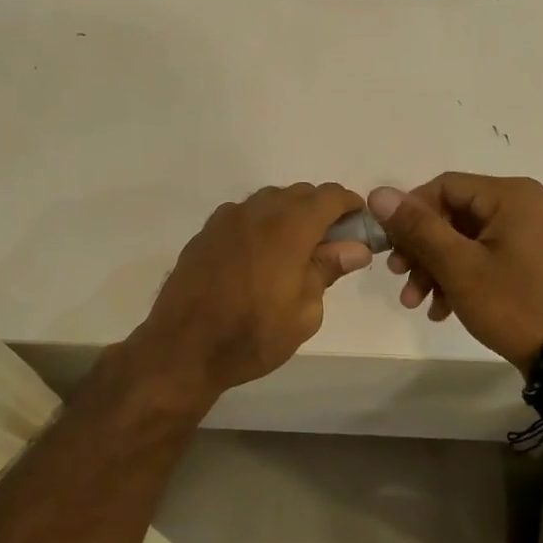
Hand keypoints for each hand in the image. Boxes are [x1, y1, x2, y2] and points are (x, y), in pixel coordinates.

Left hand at [131, 183, 372, 398]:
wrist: (183, 348)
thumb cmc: (253, 336)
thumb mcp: (304, 312)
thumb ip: (327, 270)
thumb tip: (354, 247)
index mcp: (288, 228)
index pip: (328, 196)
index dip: (349, 205)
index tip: (359, 225)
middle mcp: (256, 212)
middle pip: (298, 193)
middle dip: (320, 210)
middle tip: (330, 244)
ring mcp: (225, 220)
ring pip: (268, 201)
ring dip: (288, 215)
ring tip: (294, 251)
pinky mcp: (205, 234)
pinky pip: (242, 215)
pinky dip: (260, 224)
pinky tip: (259, 257)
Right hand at [370, 174, 542, 371]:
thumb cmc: (512, 304)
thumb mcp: (457, 266)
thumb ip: (417, 227)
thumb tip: (379, 194)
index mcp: (514, 196)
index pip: (445, 187)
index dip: (410, 214)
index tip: (390, 247)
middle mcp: (531, 205)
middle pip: (457, 215)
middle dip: (422, 249)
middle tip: (399, 277)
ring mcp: (540, 234)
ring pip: (471, 239)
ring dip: (438, 267)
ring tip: (416, 302)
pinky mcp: (542, 260)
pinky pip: (491, 255)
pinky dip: (464, 276)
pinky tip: (443, 308)